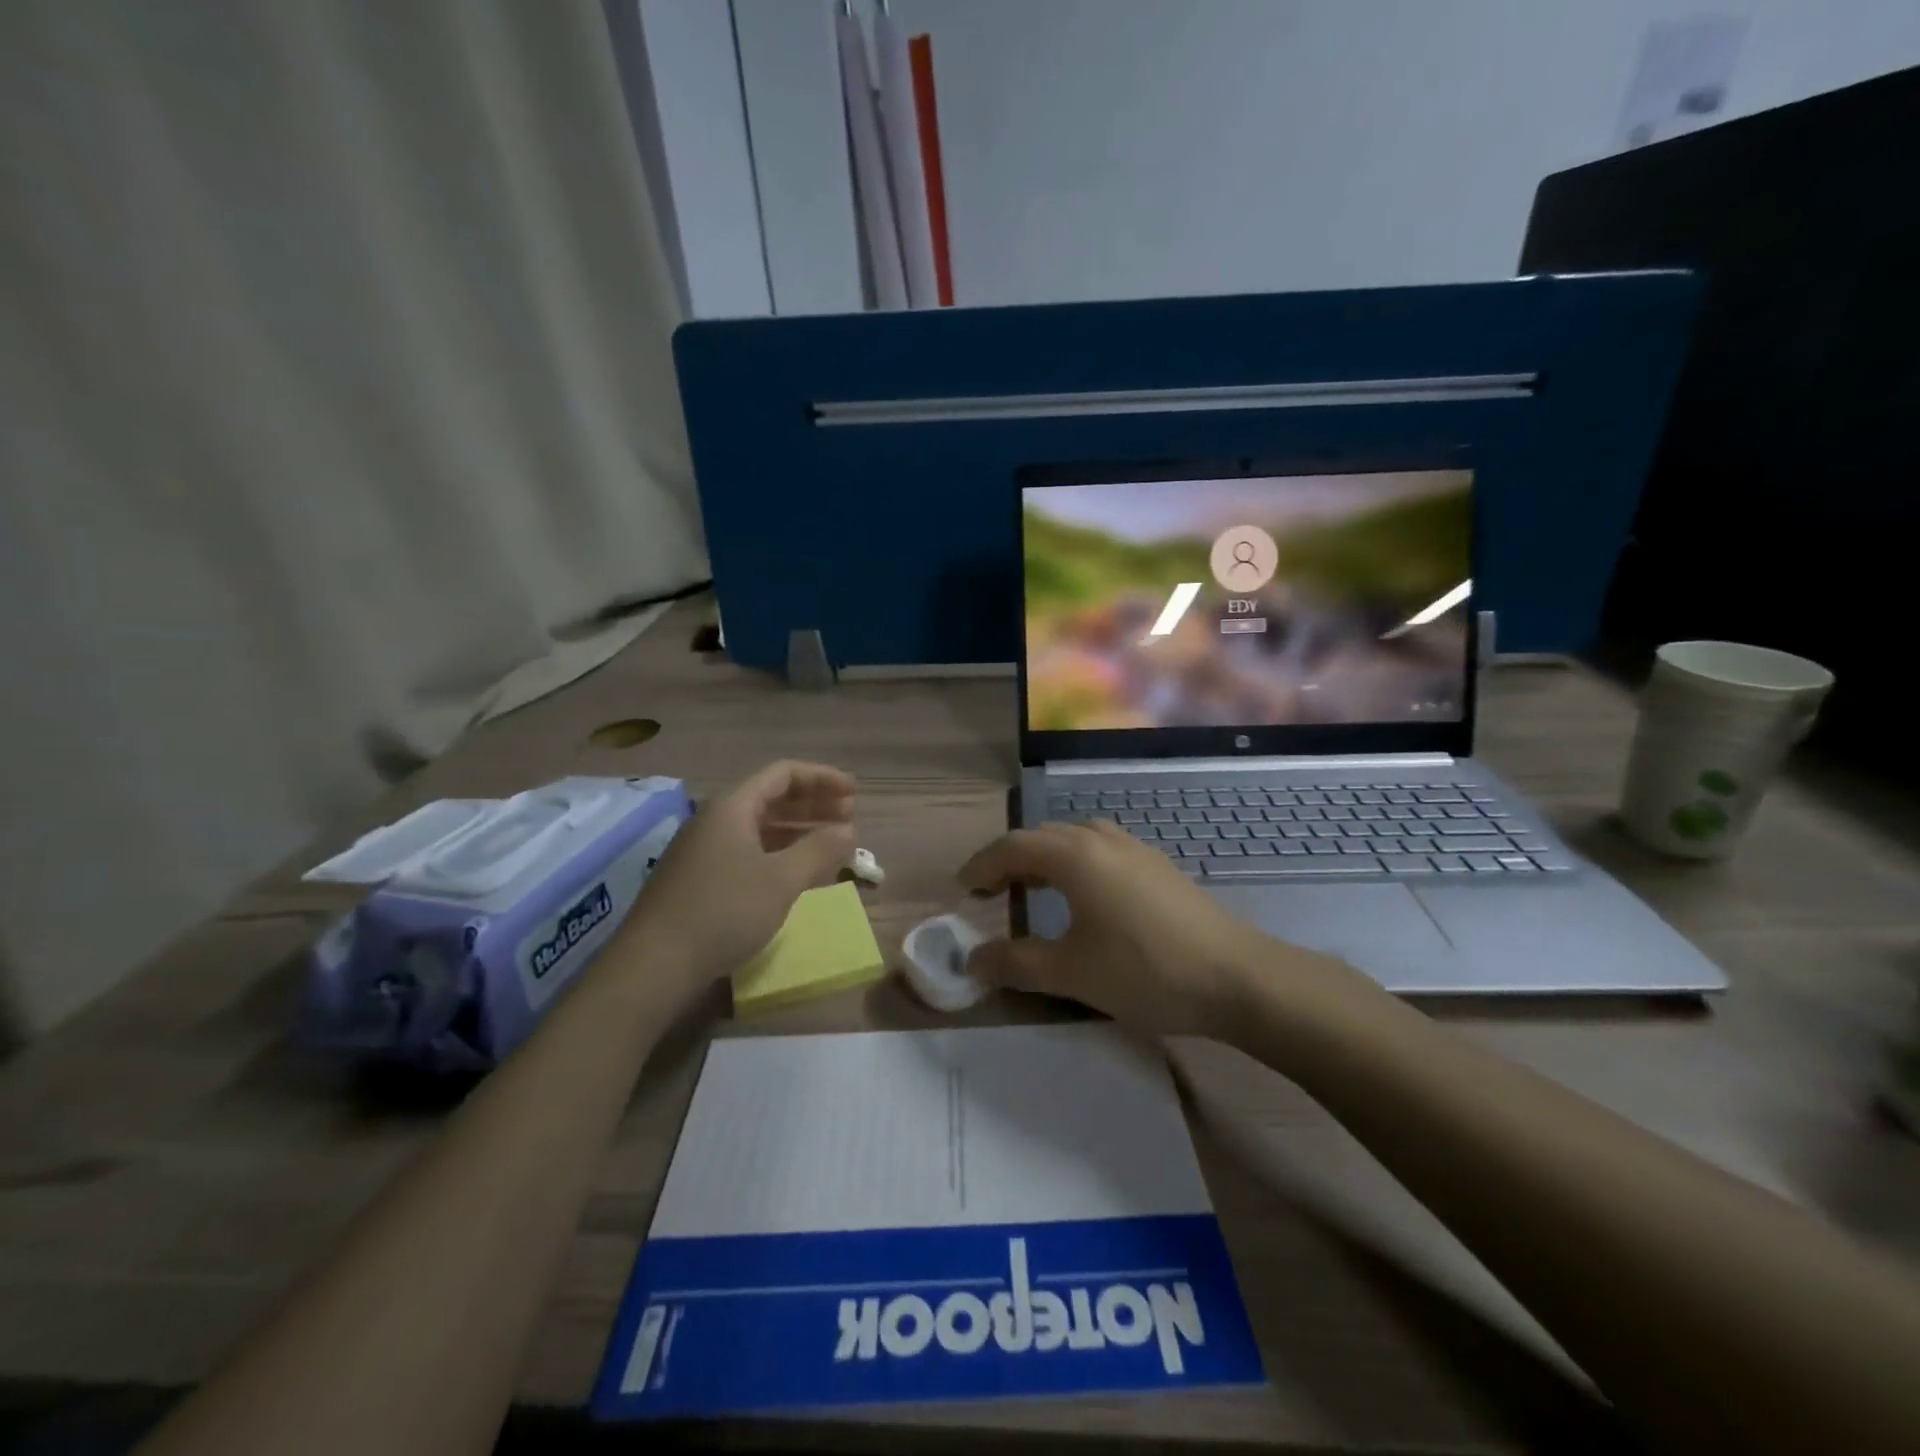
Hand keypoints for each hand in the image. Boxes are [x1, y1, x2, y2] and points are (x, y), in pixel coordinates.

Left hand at [626, 761, 855, 993]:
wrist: (654, 965)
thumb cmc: (724, 911)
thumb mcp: (781, 880)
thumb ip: (819, 849)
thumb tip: (848, 830)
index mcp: (732, 807)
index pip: (784, 774)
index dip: (822, 778)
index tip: (854, 793)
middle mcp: (715, 819)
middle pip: (771, 797)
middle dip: (813, 804)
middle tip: (848, 817)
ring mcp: (703, 849)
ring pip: (759, 826)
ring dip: (798, 829)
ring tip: (831, 843)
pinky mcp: (698, 878)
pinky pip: (747, 850)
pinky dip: (778, 852)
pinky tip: (796, 871)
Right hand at [958, 821, 1291, 1035]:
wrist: (1237, 977)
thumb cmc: (1145, 971)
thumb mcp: (1071, 973)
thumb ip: (1015, 964)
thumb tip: (971, 961)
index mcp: (1074, 856)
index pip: (1012, 847)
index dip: (981, 866)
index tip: (963, 889)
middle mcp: (1100, 839)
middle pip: (1041, 838)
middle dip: (1009, 861)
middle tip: (989, 893)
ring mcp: (1134, 848)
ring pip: (1073, 840)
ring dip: (1043, 859)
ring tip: (1029, 891)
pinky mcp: (1156, 865)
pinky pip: (1099, 850)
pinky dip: (1073, 864)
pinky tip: (1082, 896)